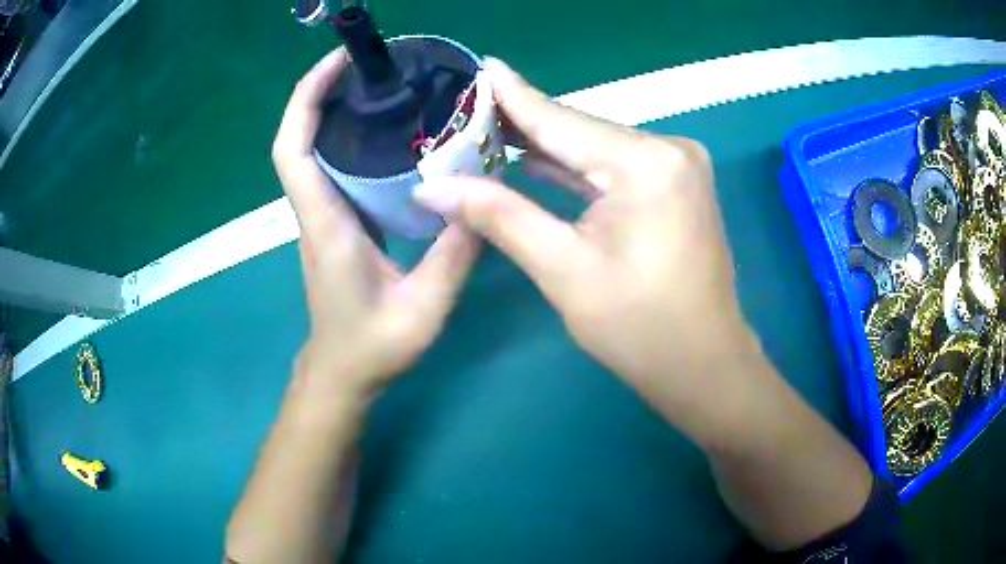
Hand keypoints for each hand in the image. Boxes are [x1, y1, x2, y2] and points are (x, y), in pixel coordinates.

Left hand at [273, 48, 480, 399]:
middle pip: (299, 139)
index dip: (305, 101)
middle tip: (369, 63)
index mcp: (327, 226)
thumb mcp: (423, 310)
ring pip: (313, 151)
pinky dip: (346, 136)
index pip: (294, 151)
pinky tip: (384, 129)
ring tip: (381, 84)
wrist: (342, 374)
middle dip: (321, 91)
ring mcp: (323, 217)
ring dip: (333, 110)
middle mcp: (316, 212)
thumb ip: (453, 257)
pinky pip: (331, 168)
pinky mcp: (335, 223)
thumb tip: (481, 202)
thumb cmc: (372, 348)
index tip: (335, 64)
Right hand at [413, 58, 755, 434]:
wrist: (703, 365)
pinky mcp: (676, 184)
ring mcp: (677, 165)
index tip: (480, 67)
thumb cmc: (638, 328)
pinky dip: (576, 167)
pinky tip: (534, 159)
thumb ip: (499, 216)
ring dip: (546, 146)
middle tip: (466, 111)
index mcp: (645, 163)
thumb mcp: (563, 270)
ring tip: (487, 131)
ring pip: (596, 147)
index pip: (561, 120)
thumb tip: (433, 188)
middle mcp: (668, 149)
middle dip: (522, 125)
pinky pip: (615, 165)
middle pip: (580, 130)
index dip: (513, 96)